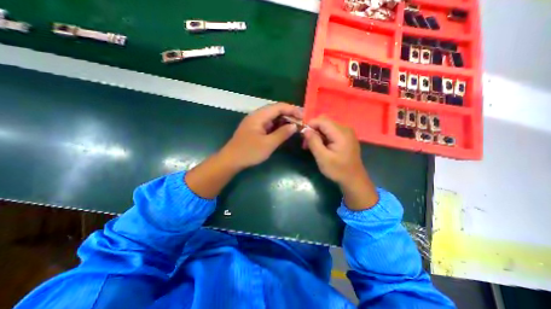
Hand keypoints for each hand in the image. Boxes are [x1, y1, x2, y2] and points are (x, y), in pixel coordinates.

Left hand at [221, 103, 300, 169]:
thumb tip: (294, 126)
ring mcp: (255, 122)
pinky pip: (269, 124)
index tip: (303, 116)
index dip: (292, 109)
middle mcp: (257, 116)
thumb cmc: (249, 152)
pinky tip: (284, 131)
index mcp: (259, 116)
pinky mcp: (255, 129)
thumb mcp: (268, 144)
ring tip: (295, 126)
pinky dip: (277, 126)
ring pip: (272, 117)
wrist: (231, 160)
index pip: (278, 107)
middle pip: (275, 110)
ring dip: (284, 120)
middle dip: (289, 114)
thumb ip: (282, 134)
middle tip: (301, 122)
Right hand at [301, 117, 361, 185]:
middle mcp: (345, 128)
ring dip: (317, 134)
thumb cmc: (338, 170)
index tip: (302, 137)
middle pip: (324, 122)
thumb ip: (313, 142)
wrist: (354, 179)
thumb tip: (305, 130)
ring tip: (312, 147)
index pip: (321, 120)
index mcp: (340, 133)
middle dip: (313, 130)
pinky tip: (320, 147)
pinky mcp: (346, 137)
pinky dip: (323, 137)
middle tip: (306, 144)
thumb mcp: (322, 157)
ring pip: (326, 127)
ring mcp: (346, 132)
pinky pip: (331, 131)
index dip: (309, 125)